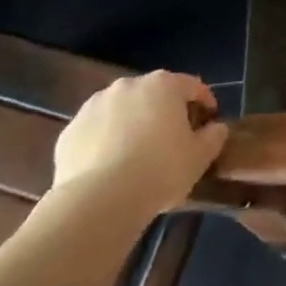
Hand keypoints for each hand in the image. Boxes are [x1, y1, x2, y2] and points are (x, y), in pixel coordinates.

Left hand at [53, 71, 227, 214]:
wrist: (98, 201)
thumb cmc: (160, 170)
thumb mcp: (200, 157)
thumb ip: (214, 136)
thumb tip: (215, 128)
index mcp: (164, 85)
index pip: (192, 86)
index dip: (204, 102)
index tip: (210, 121)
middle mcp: (128, 86)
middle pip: (154, 94)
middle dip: (165, 111)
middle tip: (173, 139)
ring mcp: (94, 106)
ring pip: (122, 111)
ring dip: (132, 124)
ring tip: (137, 154)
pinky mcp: (69, 131)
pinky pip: (96, 132)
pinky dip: (105, 142)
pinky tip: (110, 167)